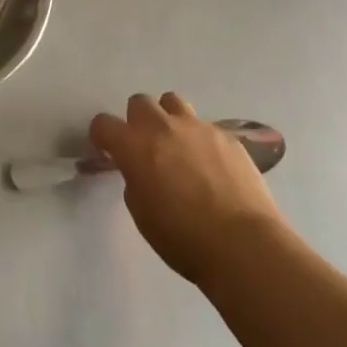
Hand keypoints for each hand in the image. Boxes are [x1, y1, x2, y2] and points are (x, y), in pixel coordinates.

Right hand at [90, 93, 287, 285]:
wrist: (243, 244)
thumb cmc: (184, 239)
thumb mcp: (143, 216)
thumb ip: (135, 182)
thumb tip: (141, 171)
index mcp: (135, 146)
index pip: (104, 123)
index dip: (103, 136)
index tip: (109, 150)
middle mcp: (163, 126)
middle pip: (140, 102)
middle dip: (138, 121)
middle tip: (147, 148)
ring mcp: (197, 126)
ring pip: (173, 102)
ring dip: (169, 119)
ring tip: (179, 146)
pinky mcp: (226, 135)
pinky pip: (205, 127)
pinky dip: (201, 140)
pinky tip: (212, 167)